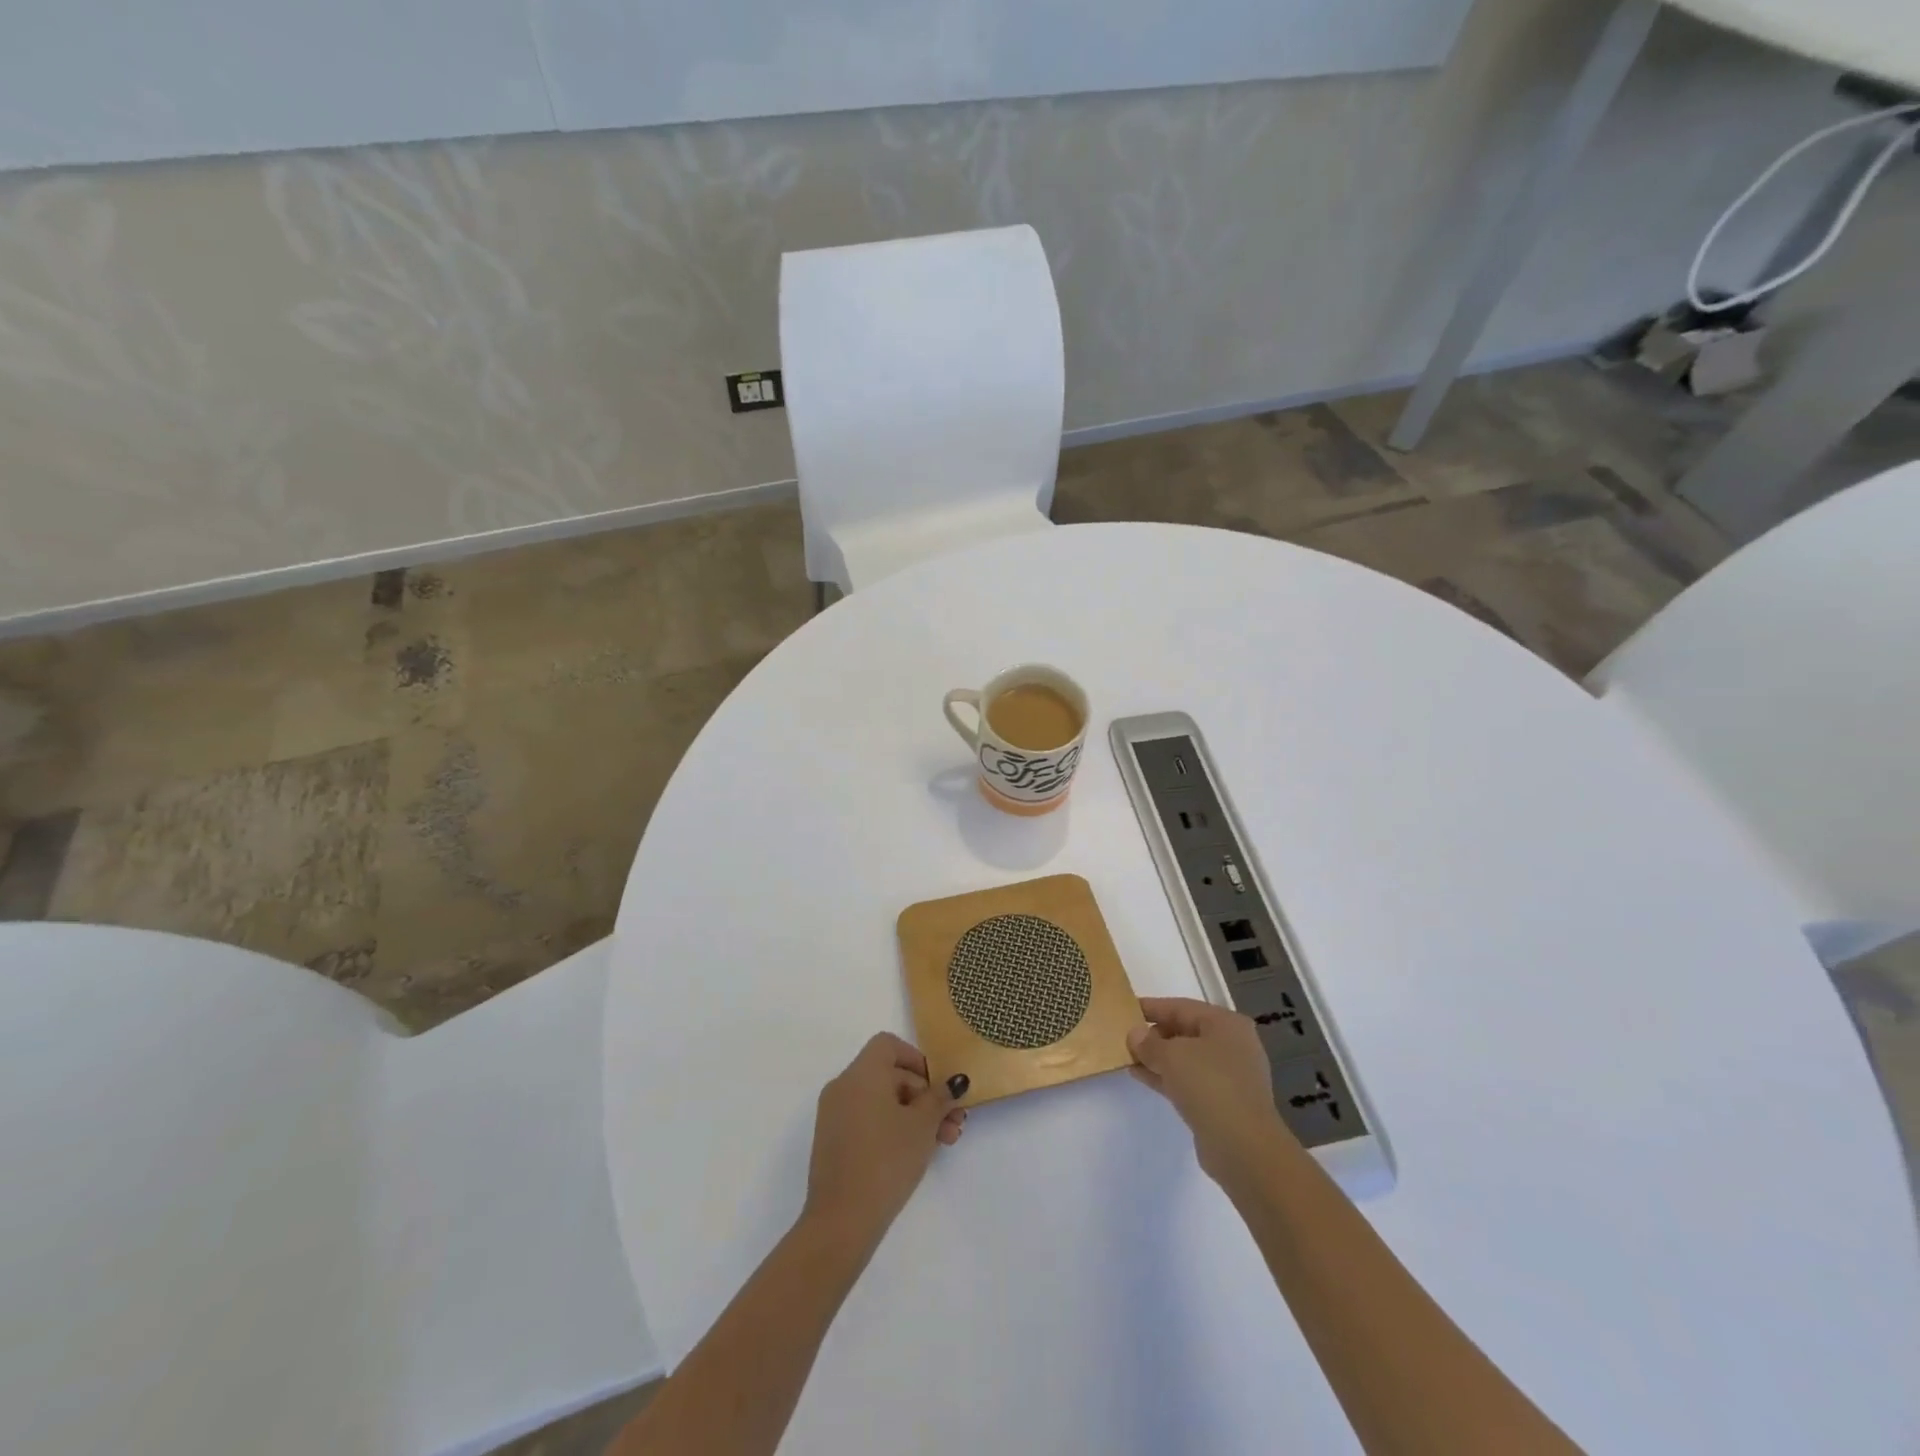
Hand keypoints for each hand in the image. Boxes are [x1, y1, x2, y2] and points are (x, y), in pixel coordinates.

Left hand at [803, 1033, 965, 1252]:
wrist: (841, 1221)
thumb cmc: (886, 1161)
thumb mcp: (922, 1126)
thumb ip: (940, 1098)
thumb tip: (953, 1082)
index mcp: (861, 1074)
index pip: (889, 1045)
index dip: (917, 1060)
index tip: (938, 1087)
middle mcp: (843, 1086)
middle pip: (889, 1075)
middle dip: (925, 1096)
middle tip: (953, 1122)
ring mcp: (834, 1115)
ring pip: (881, 1101)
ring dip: (913, 1115)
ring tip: (944, 1142)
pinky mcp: (833, 1142)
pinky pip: (866, 1120)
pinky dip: (891, 1127)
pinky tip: (915, 1153)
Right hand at [1128, 997, 1291, 1183]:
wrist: (1243, 1147)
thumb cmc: (1209, 1085)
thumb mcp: (1171, 1056)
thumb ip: (1148, 1042)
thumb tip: (1135, 1034)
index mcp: (1226, 1024)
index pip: (1181, 1007)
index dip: (1151, 1007)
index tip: (1125, 1008)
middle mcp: (1232, 1045)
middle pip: (1185, 1032)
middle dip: (1154, 1034)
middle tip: (1124, 1036)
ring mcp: (1229, 1076)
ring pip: (1186, 1059)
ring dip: (1158, 1058)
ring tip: (1127, 1056)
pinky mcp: (1222, 1103)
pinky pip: (1189, 1081)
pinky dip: (1166, 1077)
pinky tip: (1140, 1076)